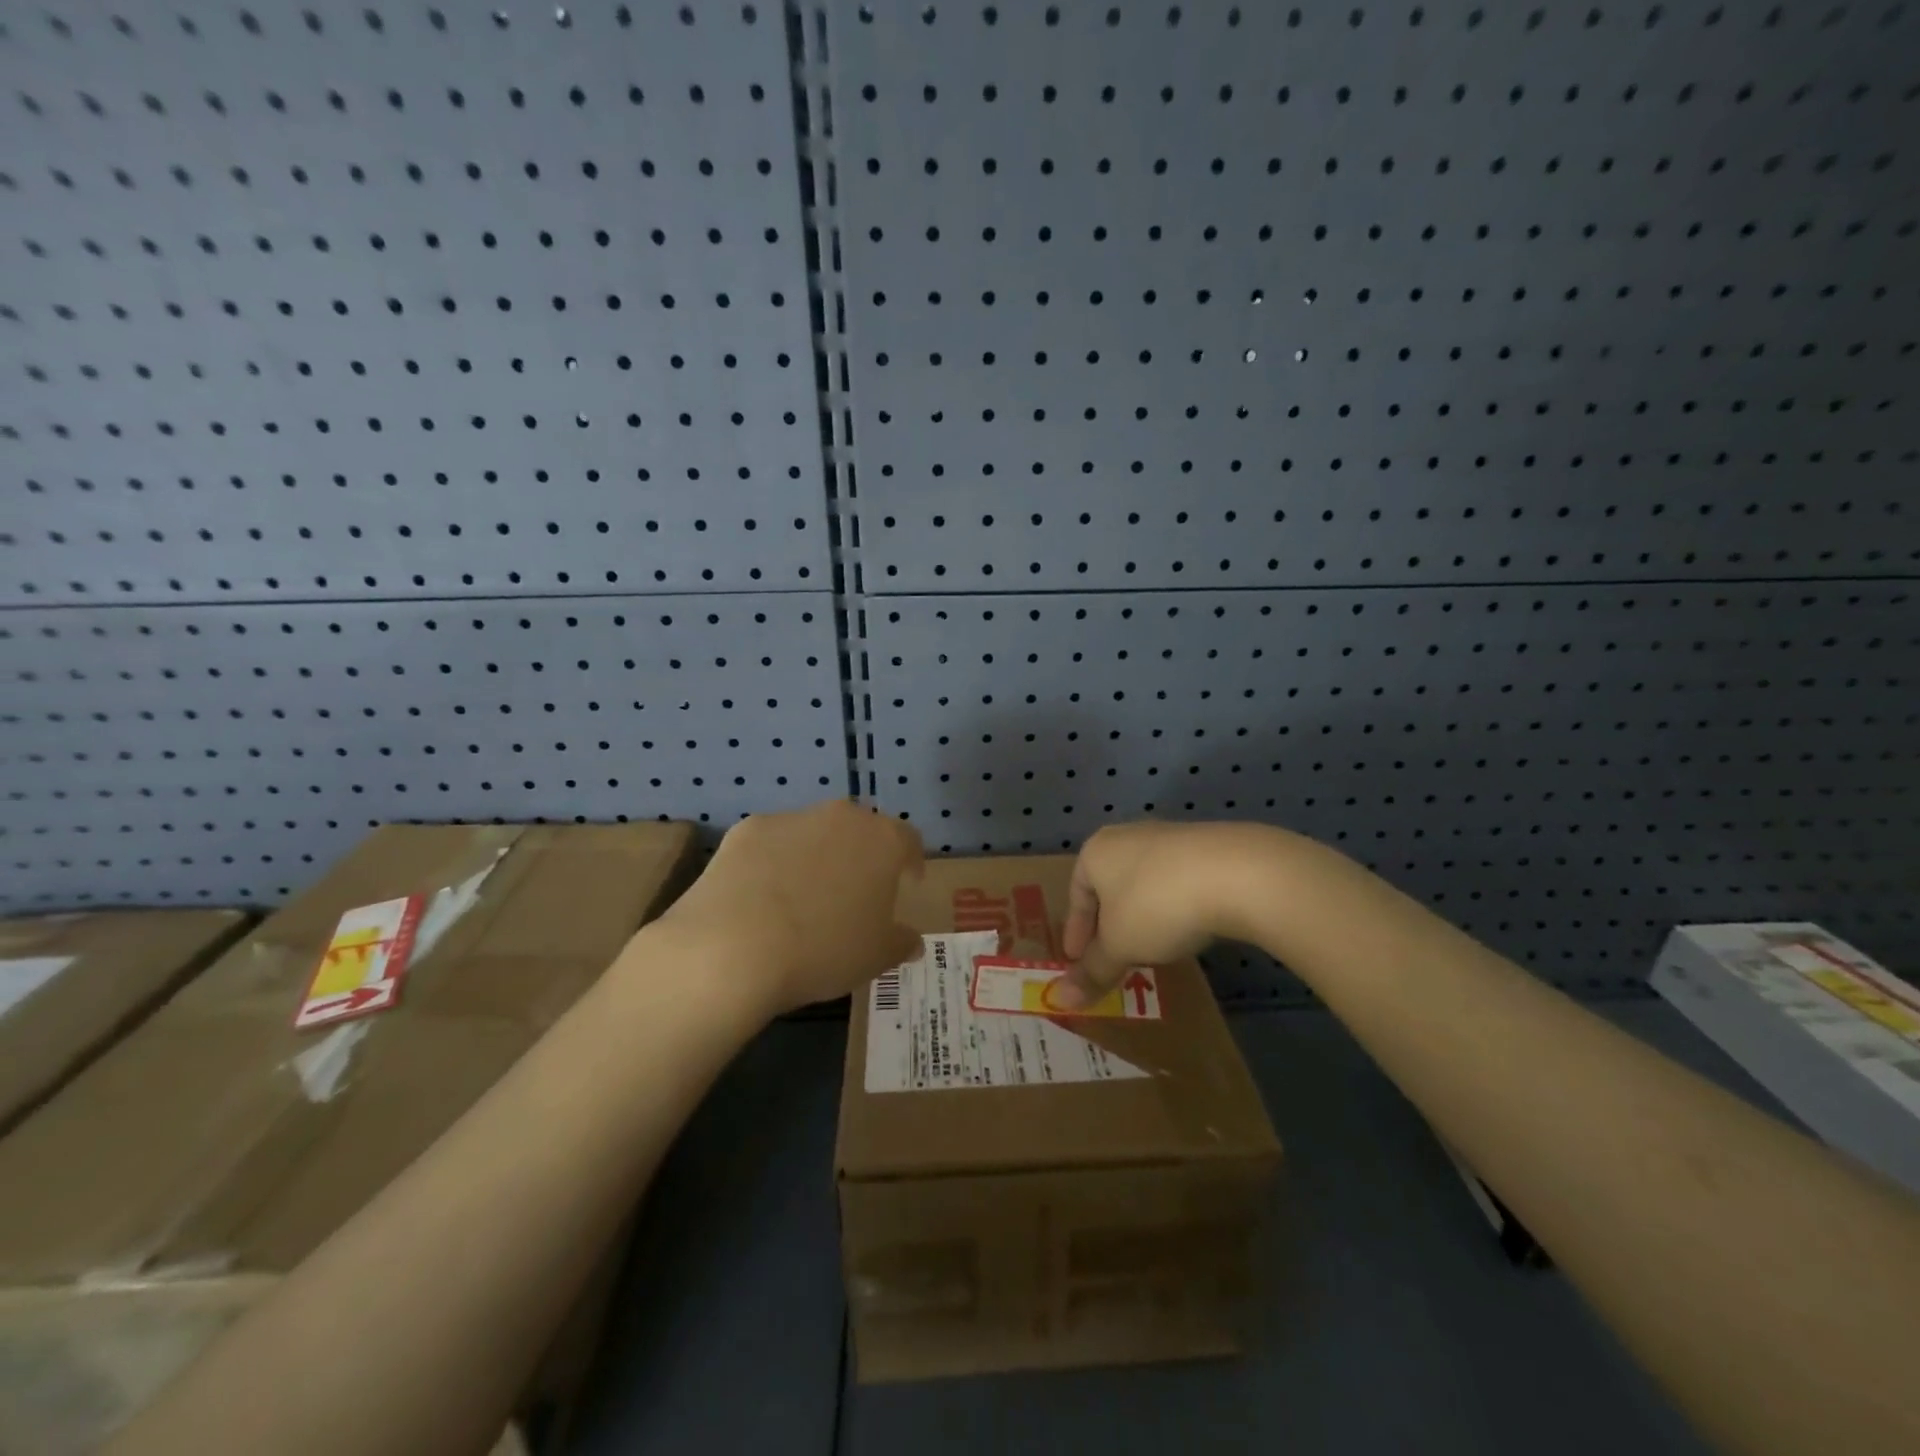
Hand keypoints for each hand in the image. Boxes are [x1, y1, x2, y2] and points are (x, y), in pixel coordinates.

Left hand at [659, 800, 923, 1014]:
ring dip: (816, 856)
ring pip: (814, 833)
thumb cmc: (823, 950)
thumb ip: (900, 943)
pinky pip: (772, 843)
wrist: (733, 948)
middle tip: (855, 892)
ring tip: (803, 898)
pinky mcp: (747, 829)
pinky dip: (774, 862)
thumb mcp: (875, 957)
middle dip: (861, 855)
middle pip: (860, 830)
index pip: (909, 840)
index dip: (911, 861)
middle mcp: (841, 817)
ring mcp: (791, 818)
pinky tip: (762, 897)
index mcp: (882, 841)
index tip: (908, 884)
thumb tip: (911, 941)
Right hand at [1055, 821, 1269, 1007]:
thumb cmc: (1158, 906)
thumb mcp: (1120, 946)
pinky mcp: (1206, 846)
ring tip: (1150, 947)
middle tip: (1112, 956)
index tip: (1077, 961)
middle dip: (1109, 923)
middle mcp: (1127, 836)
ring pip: (1144, 882)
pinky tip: (1186, 929)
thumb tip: (1062, 999)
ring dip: (1142, 915)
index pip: (1076, 894)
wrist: (1238, 874)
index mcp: (1096, 851)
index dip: (1076, 932)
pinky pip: (1177, 881)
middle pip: (1110, 886)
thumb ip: (1092, 971)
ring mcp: (1169, 837)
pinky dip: (1173, 907)